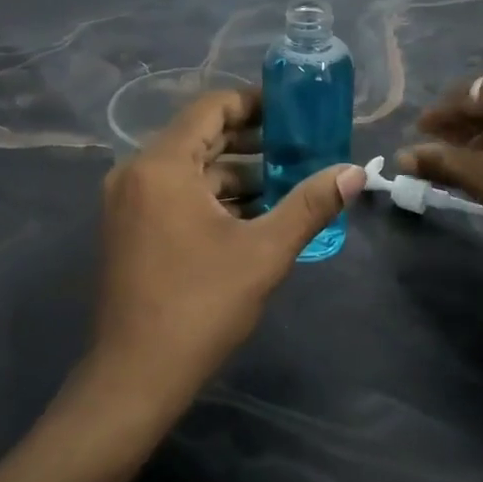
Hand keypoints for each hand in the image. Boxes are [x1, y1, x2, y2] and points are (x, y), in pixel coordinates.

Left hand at [86, 87, 363, 429]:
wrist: (134, 377)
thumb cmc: (199, 306)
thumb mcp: (264, 252)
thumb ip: (309, 205)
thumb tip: (355, 172)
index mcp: (162, 165)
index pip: (211, 108)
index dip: (255, 103)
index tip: (294, 111)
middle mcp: (136, 172)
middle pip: (200, 137)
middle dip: (251, 141)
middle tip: (300, 145)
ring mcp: (127, 202)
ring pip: (188, 169)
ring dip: (235, 173)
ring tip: (286, 182)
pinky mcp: (128, 228)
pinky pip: (174, 194)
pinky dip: (211, 196)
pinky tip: (251, 214)